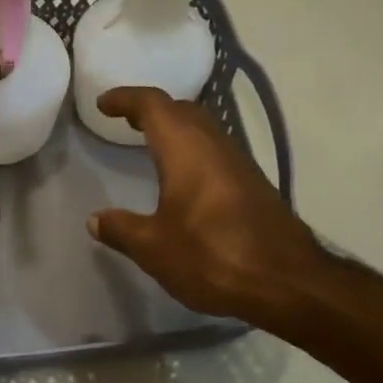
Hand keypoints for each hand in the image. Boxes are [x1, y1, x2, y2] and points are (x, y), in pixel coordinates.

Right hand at [87, 87, 326, 320]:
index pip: (153, 106)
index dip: (126, 99)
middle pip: (183, 111)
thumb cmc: (212, 257)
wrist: (287, 283)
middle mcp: (215, 146)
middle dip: (153, 110)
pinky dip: (192, 151)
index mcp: (186, 150)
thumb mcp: (154, 248)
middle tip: (126, 121)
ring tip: (150, 144)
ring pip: (203, 131)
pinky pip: (216, 153)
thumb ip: (122, 229)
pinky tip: (184, 179)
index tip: (103, 104)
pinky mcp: (253, 187)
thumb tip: (95, 220)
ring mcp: (240, 165)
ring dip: (176, 129)